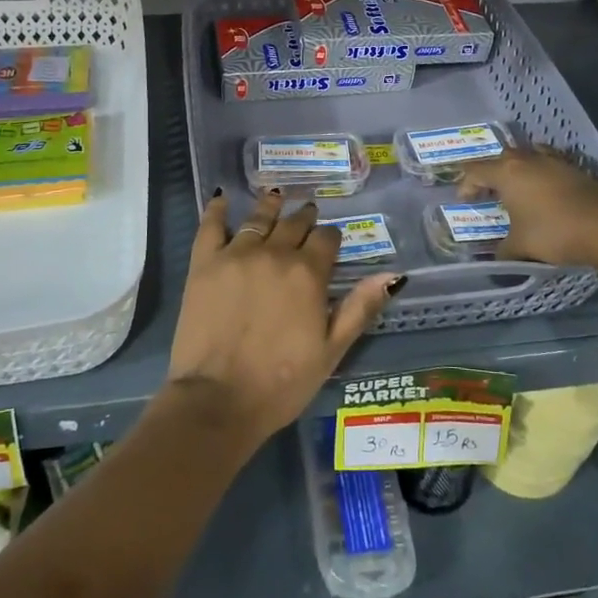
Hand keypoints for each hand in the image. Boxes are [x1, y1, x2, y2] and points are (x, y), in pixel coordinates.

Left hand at [162, 190, 402, 450]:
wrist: (218, 400)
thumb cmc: (282, 383)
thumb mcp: (332, 350)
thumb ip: (360, 308)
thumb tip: (394, 275)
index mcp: (308, 273)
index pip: (327, 239)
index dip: (331, 238)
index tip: (331, 242)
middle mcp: (275, 253)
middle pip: (294, 224)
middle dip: (305, 218)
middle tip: (307, 213)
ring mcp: (236, 254)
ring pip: (258, 218)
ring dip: (271, 206)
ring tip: (276, 197)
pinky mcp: (204, 263)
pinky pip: (211, 226)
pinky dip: (217, 210)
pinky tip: (222, 200)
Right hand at [458, 146, 597, 265]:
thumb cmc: (553, 232)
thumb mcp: (521, 246)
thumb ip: (504, 250)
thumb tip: (496, 259)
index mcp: (507, 173)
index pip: (475, 170)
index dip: (466, 184)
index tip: (465, 200)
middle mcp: (528, 160)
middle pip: (501, 158)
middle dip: (491, 173)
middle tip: (489, 192)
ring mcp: (554, 161)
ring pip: (528, 156)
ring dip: (518, 169)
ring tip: (518, 188)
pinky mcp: (576, 169)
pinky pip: (550, 163)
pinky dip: (542, 173)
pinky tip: (546, 189)